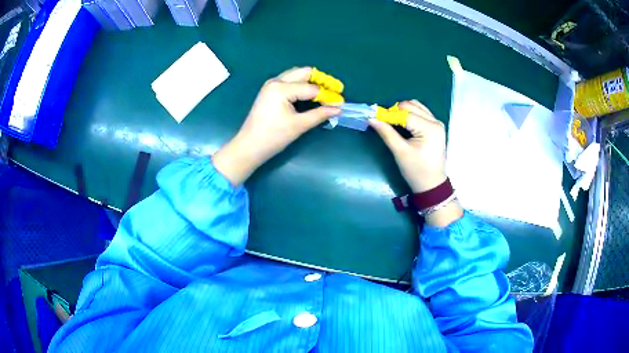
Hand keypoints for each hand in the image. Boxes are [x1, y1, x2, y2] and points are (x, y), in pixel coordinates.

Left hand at [213, 67, 340, 185]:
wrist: (249, 146)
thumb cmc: (273, 137)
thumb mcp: (299, 125)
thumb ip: (320, 114)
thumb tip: (338, 109)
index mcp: (281, 88)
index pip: (311, 88)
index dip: (327, 95)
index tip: (341, 101)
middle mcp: (276, 81)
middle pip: (303, 72)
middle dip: (320, 80)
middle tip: (334, 90)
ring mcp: (271, 85)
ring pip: (296, 74)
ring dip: (310, 80)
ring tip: (324, 92)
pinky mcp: (269, 90)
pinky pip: (289, 80)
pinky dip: (301, 84)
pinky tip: (309, 93)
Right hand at [369, 100, 462, 226]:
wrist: (432, 185)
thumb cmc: (416, 171)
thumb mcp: (400, 152)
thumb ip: (386, 133)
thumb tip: (371, 118)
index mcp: (429, 128)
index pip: (405, 113)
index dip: (389, 114)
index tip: (375, 118)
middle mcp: (435, 121)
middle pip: (411, 105)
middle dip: (396, 111)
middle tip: (384, 123)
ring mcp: (437, 123)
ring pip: (416, 106)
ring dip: (403, 111)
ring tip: (393, 124)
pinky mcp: (435, 127)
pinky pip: (421, 113)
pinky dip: (410, 115)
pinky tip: (403, 125)